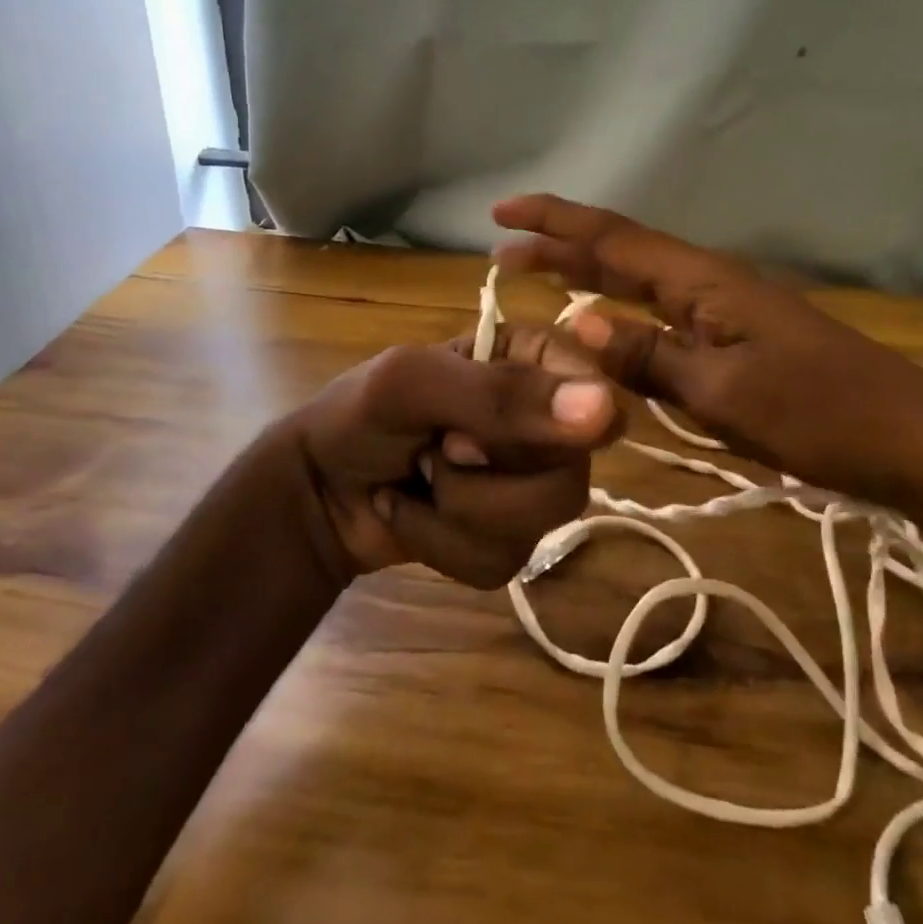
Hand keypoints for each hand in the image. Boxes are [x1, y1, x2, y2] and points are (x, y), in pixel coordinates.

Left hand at [288, 325, 622, 587]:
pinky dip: (442, 547)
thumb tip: (607, 411)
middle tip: (436, 450)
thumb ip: (503, 395)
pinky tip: (412, 515)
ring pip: (541, 525)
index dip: (551, 424)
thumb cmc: (359, 414)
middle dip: (486, 477)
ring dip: (458, 512)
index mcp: (532, 360)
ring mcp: (530, 484)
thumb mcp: (414, 385)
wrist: (315, 492)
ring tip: (419, 481)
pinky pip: (504, 562)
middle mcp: (545, 421)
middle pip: (573, 473)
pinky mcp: (508, 539)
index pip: (596, 391)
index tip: (477, 431)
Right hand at [492, 194, 922, 514]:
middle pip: (623, 253)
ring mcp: (728, 312)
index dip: (555, 222)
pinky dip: (624, 312)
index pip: (615, 238)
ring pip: (642, 283)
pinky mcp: (740, 341)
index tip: (501, 213)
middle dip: (562, 246)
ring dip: (590, 275)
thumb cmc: (820, 414)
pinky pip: (664, 314)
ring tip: (542, 275)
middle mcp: (711, 284)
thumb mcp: (725, 392)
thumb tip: (577, 321)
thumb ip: (650, 356)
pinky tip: (611, 327)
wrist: (914, 442)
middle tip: (504, 252)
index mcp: (704, 283)